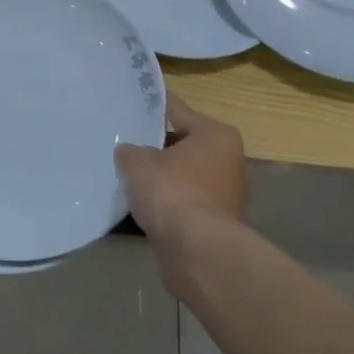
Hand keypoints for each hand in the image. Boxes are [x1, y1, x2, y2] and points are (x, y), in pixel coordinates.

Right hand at [116, 92, 244, 243]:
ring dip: (162, 177)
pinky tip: (141, 203)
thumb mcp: (139, 162)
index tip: (132, 101)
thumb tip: (129, 152)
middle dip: (156, 145)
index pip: (177, 109)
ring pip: (184, 175)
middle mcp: (227, 161)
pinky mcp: (215, 224)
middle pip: (183, 144)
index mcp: (215, 135)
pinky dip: (166, 202)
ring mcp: (224, 195)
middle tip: (125, 141)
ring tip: (128, 173)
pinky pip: (183, 202)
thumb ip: (131, 151)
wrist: (196, 252)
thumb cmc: (172, 192)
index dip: (152, 106)